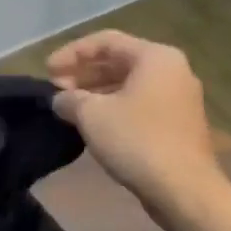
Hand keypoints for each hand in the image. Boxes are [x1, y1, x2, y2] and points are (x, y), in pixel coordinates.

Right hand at [47, 30, 227, 207]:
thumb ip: (69, 99)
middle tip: (55, 89)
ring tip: (69, 107)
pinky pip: (139, 104)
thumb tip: (60, 99)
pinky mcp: (178, 124)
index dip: (71, 53)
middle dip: (83, 73)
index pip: (106, 41)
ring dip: (95, 91)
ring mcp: (179, 98)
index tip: (46, 71)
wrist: (184, 189)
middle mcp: (172, 70)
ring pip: (129, 84)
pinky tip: (92, 124)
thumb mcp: (91, 115)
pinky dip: (113, 107)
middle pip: (119, 61)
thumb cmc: (137, 141)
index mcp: (155, 57)